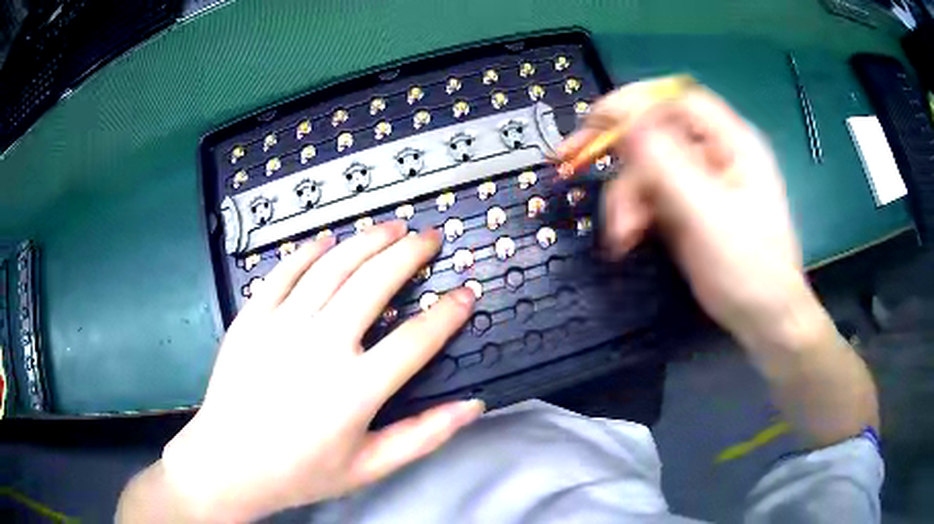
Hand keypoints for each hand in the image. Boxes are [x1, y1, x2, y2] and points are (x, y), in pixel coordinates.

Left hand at [130, 222, 482, 521]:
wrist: (229, 464)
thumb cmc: (300, 472)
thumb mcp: (369, 467)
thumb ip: (424, 436)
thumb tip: (471, 407)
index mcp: (355, 389)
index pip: (417, 338)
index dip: (449, 311)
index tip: (466, 293)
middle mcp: (321, 346)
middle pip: (375, 282)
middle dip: (410, 253)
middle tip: (429, 237)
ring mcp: (281, 325)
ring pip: (333, 266)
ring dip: (367, 240)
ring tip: (390, 226)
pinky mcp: (251, 317)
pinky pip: (284, 271)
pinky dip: (309, 250)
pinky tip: (327, 239)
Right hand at [559, 83, 817, 351]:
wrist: (763, 319)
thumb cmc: (747, 268)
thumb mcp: (705, 213)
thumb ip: (665, 162)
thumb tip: (624, 118)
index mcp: (731, 143)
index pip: (676, 100)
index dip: (634, 102)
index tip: (594, 121)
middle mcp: (714, 154)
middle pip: (654, 134)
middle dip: (620, 160)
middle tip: (571, 163)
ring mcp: (700, 182)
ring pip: (647, 169)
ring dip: (626, 198)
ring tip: (621, 236)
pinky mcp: (688, 208)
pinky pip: (651, 196)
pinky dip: (634, 214)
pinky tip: (627, 237)